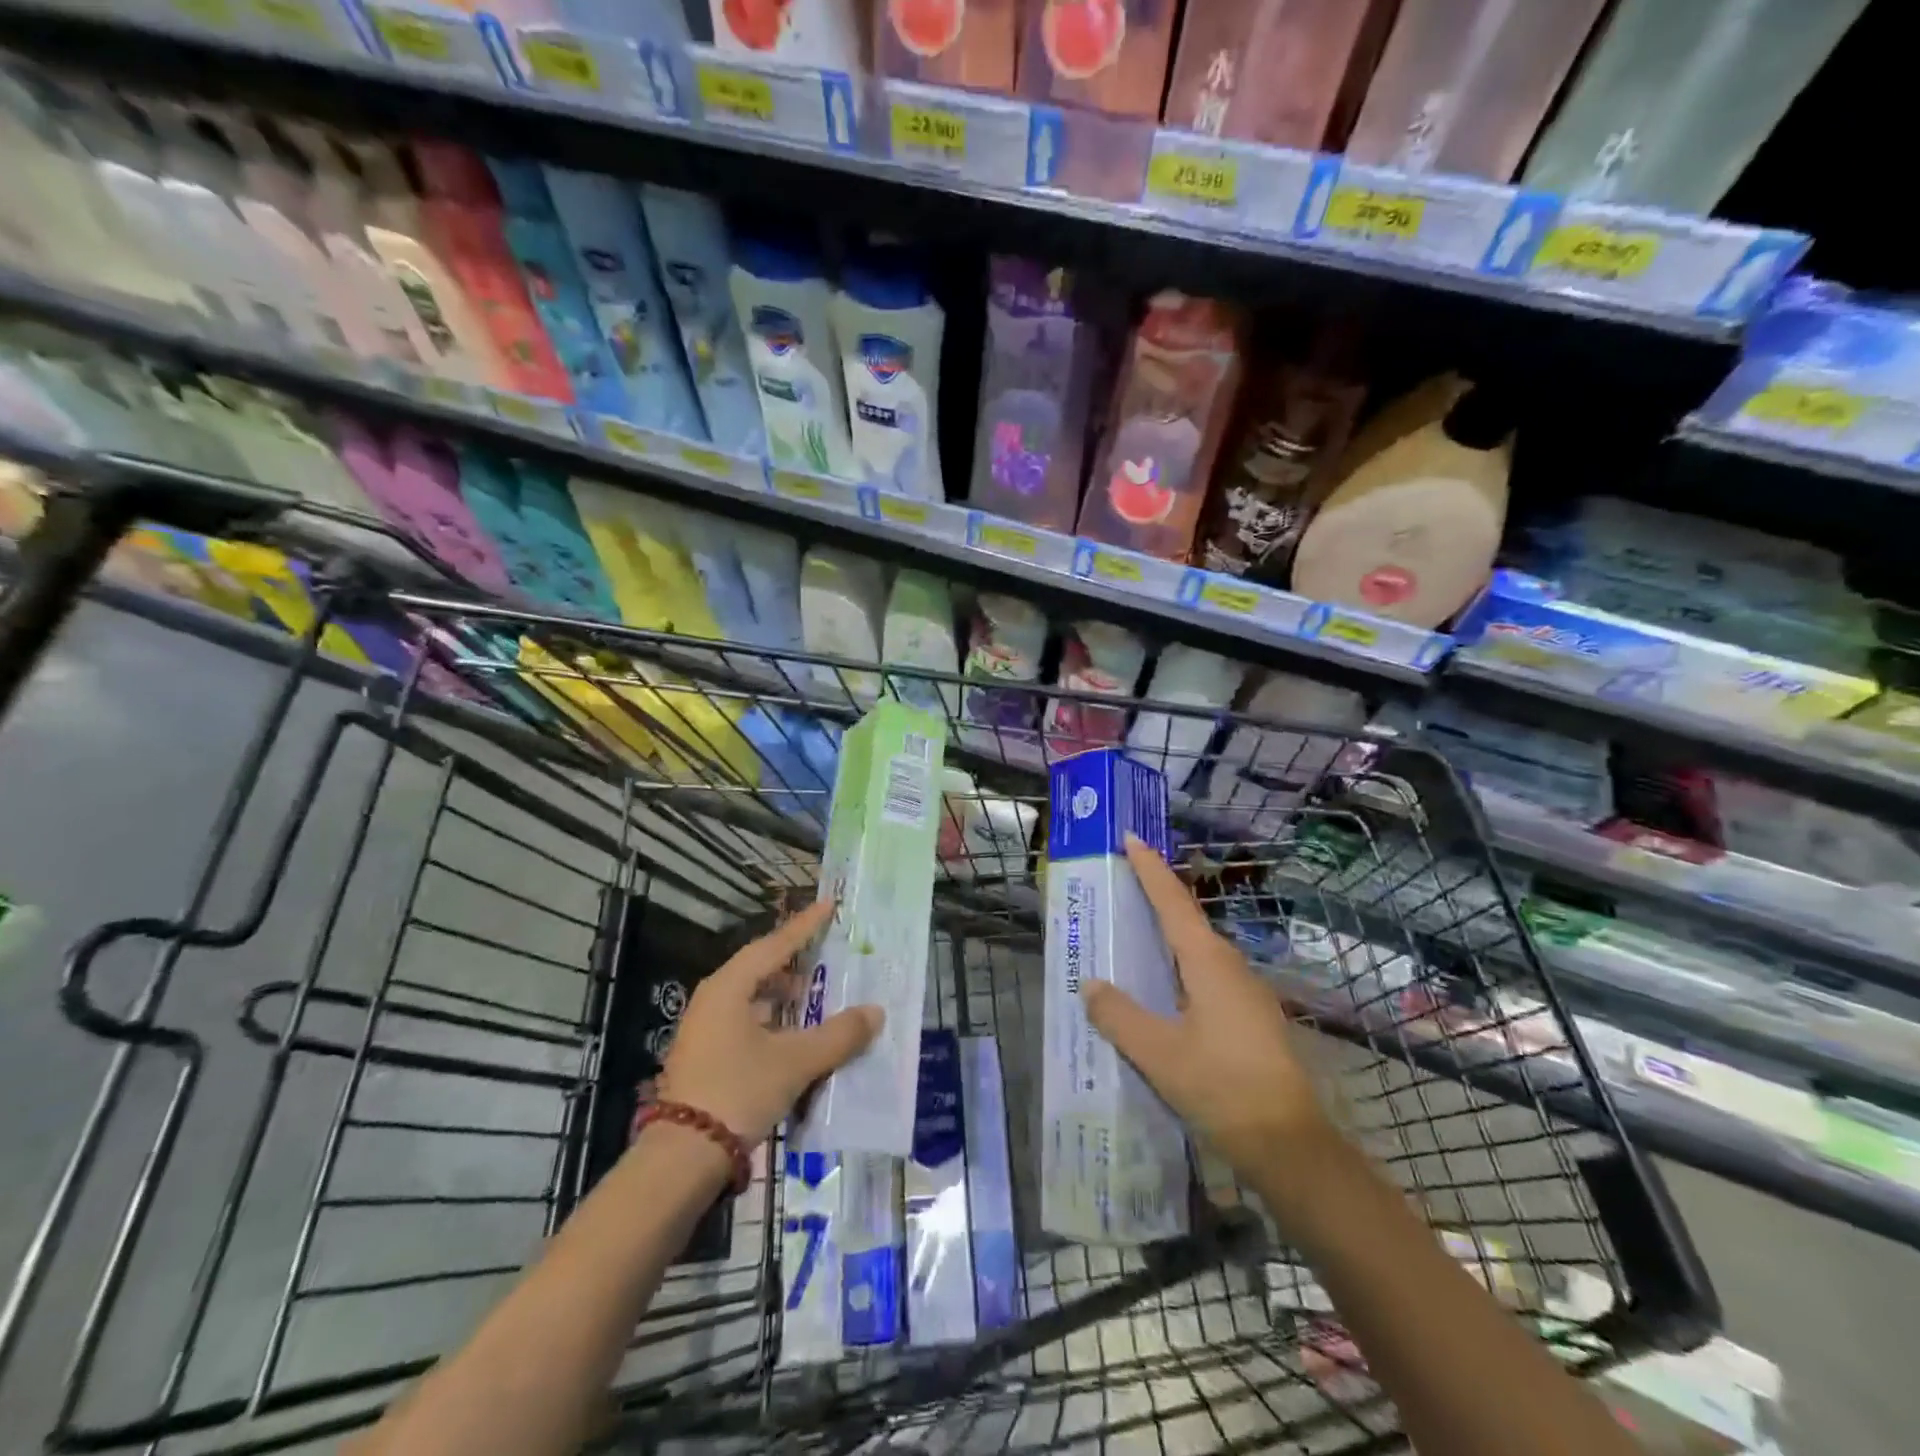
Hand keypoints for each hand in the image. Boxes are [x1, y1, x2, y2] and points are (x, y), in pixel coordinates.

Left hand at [656, 899, 882, 1146]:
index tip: (830, 906)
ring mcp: (706, 1029)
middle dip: (796, 962)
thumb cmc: (739, 1091)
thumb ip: (838, 1035)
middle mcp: (714, 1000)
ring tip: (817, 996)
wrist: (682, 1158)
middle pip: (761, 968)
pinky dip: (774, 1021)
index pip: (775, 944)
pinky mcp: (706, 1056)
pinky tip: (795, 1036)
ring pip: (753, 998)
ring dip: (785, 996)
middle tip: (828, 954)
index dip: (805, 926)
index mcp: (730, 987)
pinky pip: (747, 1022)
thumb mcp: (795, 1061)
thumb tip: (875, 1013)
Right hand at [1083, 835, 1328, 1175]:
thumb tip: (1091, 984)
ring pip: (1199, 951)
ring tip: (1134, 936)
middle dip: (1156, 899)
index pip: (1173, 901)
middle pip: (1187, 920)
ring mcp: (1246, 992)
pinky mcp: (1252, 1018)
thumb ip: (1119, 1015)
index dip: (1150, 868)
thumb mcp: (1158, 1053)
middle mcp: (1230, 966)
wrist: (1291, 1143)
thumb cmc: (1222, 1087)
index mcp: (1208, 962)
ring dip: (1168, 937)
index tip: (1132, 838)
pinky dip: (1179, 969)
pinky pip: (1208, 977)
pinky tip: (1163, 992)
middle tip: (1121, 888)